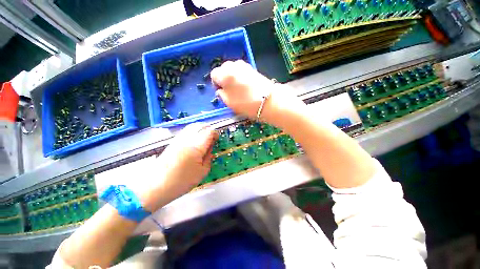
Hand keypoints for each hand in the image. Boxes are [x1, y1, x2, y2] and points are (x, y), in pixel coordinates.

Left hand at [139, 123, 217, 211]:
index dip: (215, 133)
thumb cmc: (181, 181)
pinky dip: (193, 132)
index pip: (209, 131)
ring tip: (204, 139)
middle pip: (200, 125)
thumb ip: (209, 157)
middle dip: (209, 129)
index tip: (217, 139)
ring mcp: (178, 139)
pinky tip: (195, 142)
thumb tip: (210, 148)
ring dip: (201, 130)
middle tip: (212, 138)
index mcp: (196, 146)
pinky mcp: (172, 142)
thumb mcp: (202, 172)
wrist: (155, 186)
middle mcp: (187, 139)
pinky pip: (186, 131)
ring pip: (192, 127)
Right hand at [210, 60, 275, 118]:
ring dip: (232, 77)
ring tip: (238, 88)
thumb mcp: (229, 103)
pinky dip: (240, 77)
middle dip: (224, 79)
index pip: (214, 74)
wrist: (268, 100)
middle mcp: (233, 65)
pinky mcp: (252, 68)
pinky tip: (245, 85)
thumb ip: (221, 95)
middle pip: (223, 69)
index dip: (216, 84)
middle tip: (229, 90)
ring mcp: (244, 65)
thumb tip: (220, 90)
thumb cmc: (246, 103)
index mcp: (224, 74)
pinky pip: (241, 71)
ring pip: (232, 69)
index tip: (221, 92)